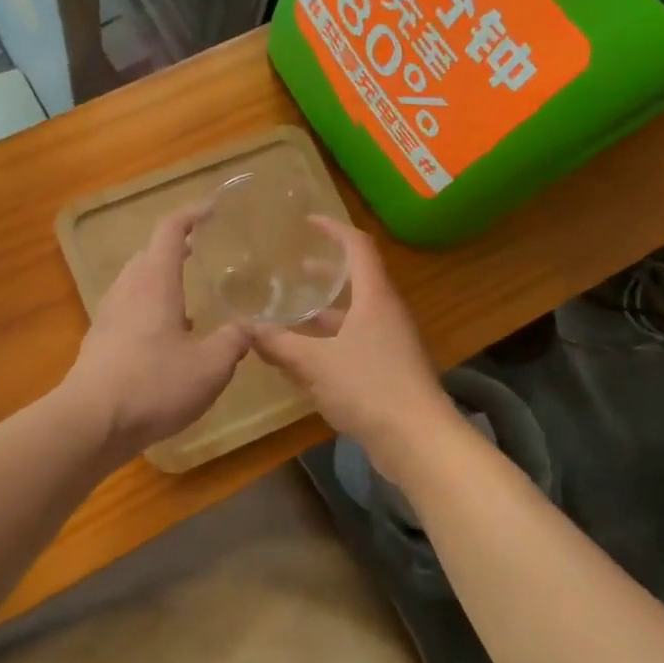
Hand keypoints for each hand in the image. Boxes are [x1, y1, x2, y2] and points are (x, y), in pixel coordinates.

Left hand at [63, 205, 249, 457]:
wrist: (91, 422)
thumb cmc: (154, 385)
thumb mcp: (210, 367)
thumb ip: (233, 341)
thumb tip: (249, 326)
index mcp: (155, 281)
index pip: (171, 229)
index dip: (192, 213)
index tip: (213, 209)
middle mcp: (128, 288)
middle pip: (150, 252)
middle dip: (176, 246)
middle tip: (204, 250)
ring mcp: (109, 313)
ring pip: (137, 281)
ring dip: (162, 278)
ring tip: (190, 296)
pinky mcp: (100, 339)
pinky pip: (129, 308)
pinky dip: (150, 306)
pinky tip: (167, 336)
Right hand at [248, 217, 456, 469]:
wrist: (418, 440)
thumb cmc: (368, 387)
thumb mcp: (314, 363)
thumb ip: (278, 344)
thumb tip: (245, 328)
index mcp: (374, 298)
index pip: (357, 247)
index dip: (334, 229)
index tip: (308, 221)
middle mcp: (386, 313)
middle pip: (357, 281)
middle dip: (324, 274)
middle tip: (294, 270)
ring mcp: (391, 343)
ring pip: (354, 316)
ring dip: (324, 313)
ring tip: (290, 317)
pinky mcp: (390, 370)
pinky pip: (355, 343)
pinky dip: (329, 343)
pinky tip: (304, 360)